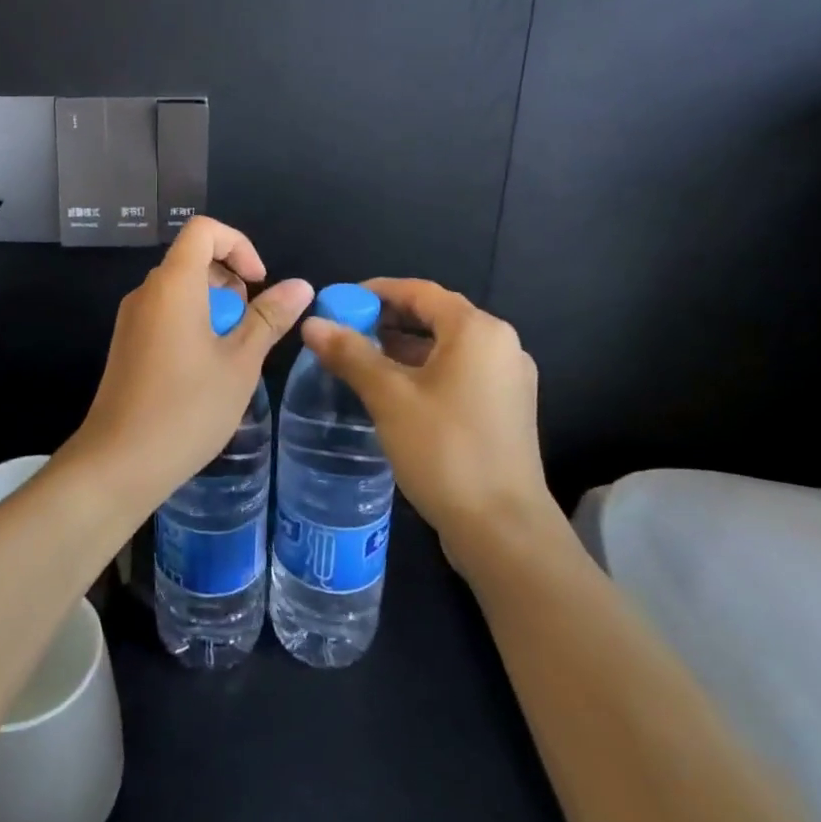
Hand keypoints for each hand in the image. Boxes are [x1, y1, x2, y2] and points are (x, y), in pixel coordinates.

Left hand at [64, 217, 312, 515]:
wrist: (118, 463)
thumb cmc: (187, 409)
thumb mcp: (240, 363)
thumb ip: (269, 318)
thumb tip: (300, 285)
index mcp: (173, 284)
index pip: (204, 230)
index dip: (239, 245)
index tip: (258, 283)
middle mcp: (147, 292)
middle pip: (192, 259)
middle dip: (231, 281)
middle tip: (250, 327)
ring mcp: (132, 319)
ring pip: (180, 289)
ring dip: (215, 306)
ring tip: (232, 354)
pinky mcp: (127, 344)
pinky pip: (165, 313)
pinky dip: (193, 323)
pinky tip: (206, 371)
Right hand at [301, 278, 559, 579]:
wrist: (503, 530)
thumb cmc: (445, 450)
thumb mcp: (389, 397)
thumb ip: (350, 354)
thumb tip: (312, 324)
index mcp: (477, 330)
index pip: (419, 291)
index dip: (375, 291)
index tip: (338, 301)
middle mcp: (500, 345)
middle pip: (435, 316)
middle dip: (386, 320)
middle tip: (343, 332)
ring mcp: (508, 379)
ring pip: (446, 348)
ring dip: (403, 348)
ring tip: (360, 361)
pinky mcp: (505, 409)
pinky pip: (458, 373)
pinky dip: (424, 372)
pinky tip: (392, 392)